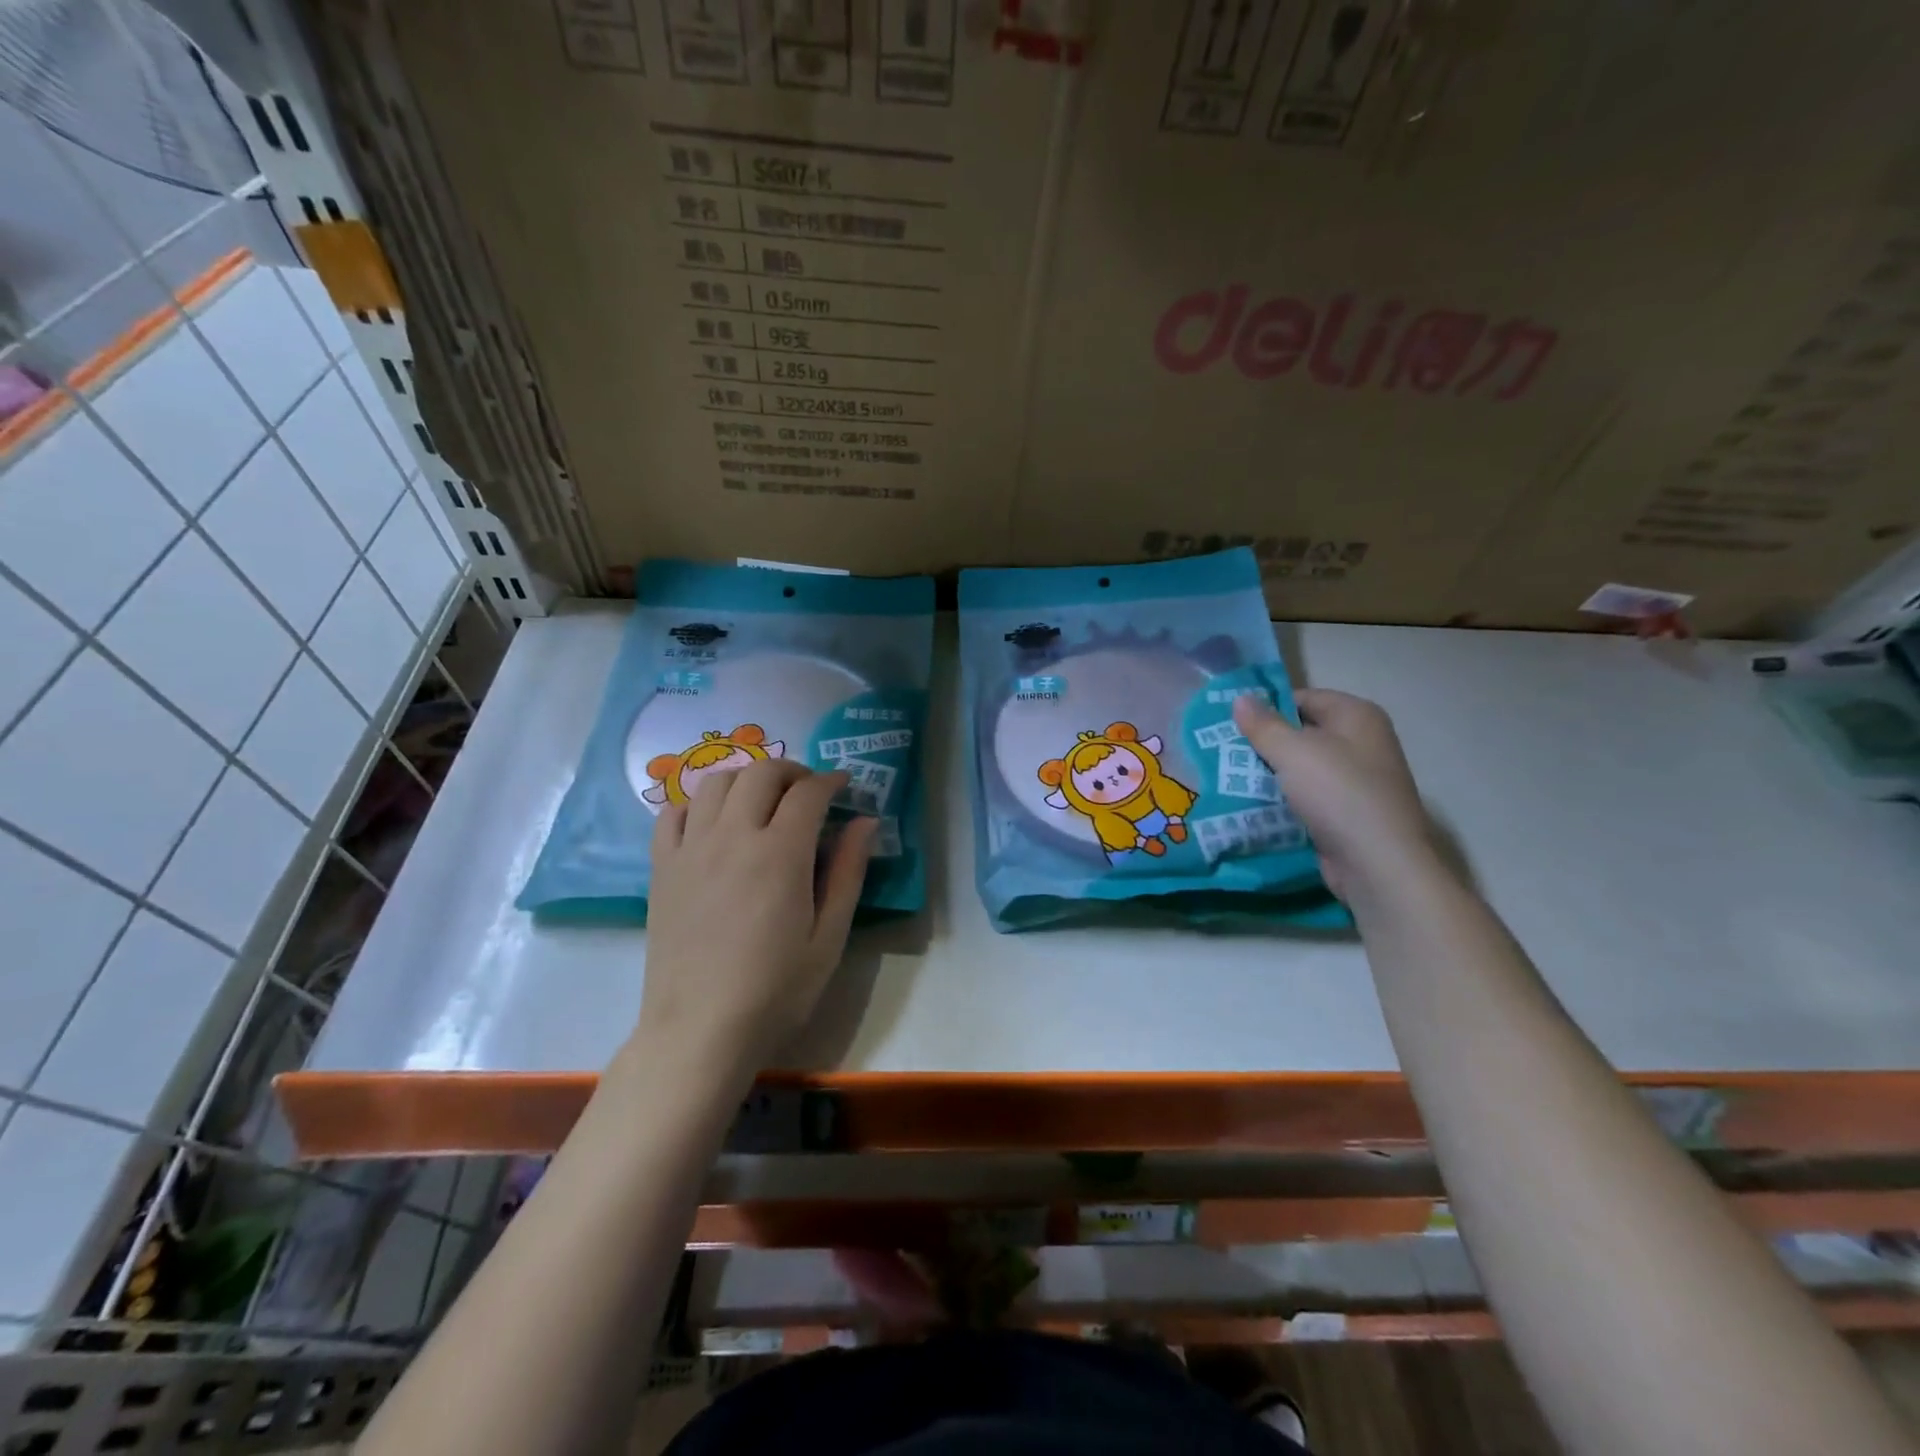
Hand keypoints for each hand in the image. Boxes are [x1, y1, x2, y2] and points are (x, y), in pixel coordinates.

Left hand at [637, 759, 875, 1074]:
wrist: (699, 1031)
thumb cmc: (775, 991)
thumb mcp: (828, 937)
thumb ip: (848, 872)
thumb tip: (865, 822)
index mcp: (780, 854)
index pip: (808, 792)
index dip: (831, 781)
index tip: (844, 787)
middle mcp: (732, 836)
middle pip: (761, 773)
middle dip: (792, 771)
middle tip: (809, 792)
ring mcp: (691, 849)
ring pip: (717, 782)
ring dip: (747, 779)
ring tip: (763, 801)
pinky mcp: (662, 867)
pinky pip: (674, 812)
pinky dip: (699, 803)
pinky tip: (715, 823)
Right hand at [1232, 689, 1441, 907]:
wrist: (1377, 864)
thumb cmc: (1338, 793)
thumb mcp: (1293, 752)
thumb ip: (1263, 724)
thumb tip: (1240, 698)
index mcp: (1356, 716)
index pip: (1303, 697)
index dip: (1267, 706)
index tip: (1230, 721)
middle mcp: (1361, 743)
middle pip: (1301, 733)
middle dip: (1263, 742)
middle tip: (1222, 749)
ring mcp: (1356, 780)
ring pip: (1301, 768)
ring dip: (1268, 773)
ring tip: (1228, 775)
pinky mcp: (1346, 813)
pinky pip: (1306, 796)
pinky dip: (1282, 799)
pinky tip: (1251, 804)